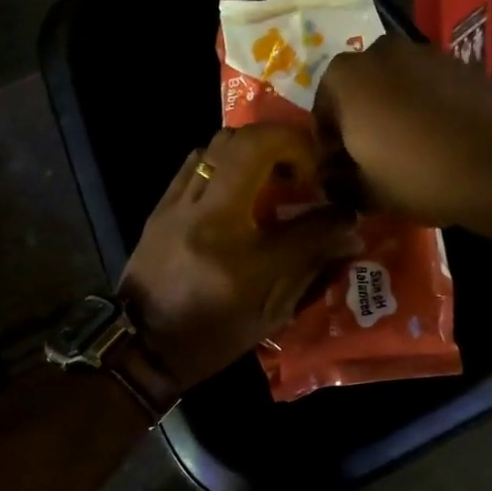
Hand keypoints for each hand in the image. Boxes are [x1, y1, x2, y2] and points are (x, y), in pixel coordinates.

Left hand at [119, 125, 361, 387]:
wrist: (142, 346)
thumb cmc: (212, 337)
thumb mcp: (269, 311)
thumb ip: (310, 262)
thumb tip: (349, 228)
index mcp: (236, 254)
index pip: (297, 213)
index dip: (327, 201)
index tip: (329, 194)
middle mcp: (204, 217)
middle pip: (248, 145)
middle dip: (286, 144)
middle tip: (302, 172)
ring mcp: (177, 206)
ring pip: (219, 145)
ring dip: (254, 149)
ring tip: (271, 176)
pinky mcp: (161, 206)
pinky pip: (195, 162)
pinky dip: (224, 162)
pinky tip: (237, 187)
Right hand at [314, 35, 491, 229]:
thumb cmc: (417, 176)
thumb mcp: (366, 192)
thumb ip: (339, 183)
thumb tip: (332, 181)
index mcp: (346, 78)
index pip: (321, 110)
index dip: (328, 143)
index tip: (339, 168)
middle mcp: (381, 52)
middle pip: (359, 88)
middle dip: (360, 118)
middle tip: (370, 156)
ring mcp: (425, 53)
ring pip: (395, 83)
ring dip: (393, 109)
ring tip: (406, 148)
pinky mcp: (462, 64)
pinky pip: (429, 86)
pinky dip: (426, 105)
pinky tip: (438, 138)